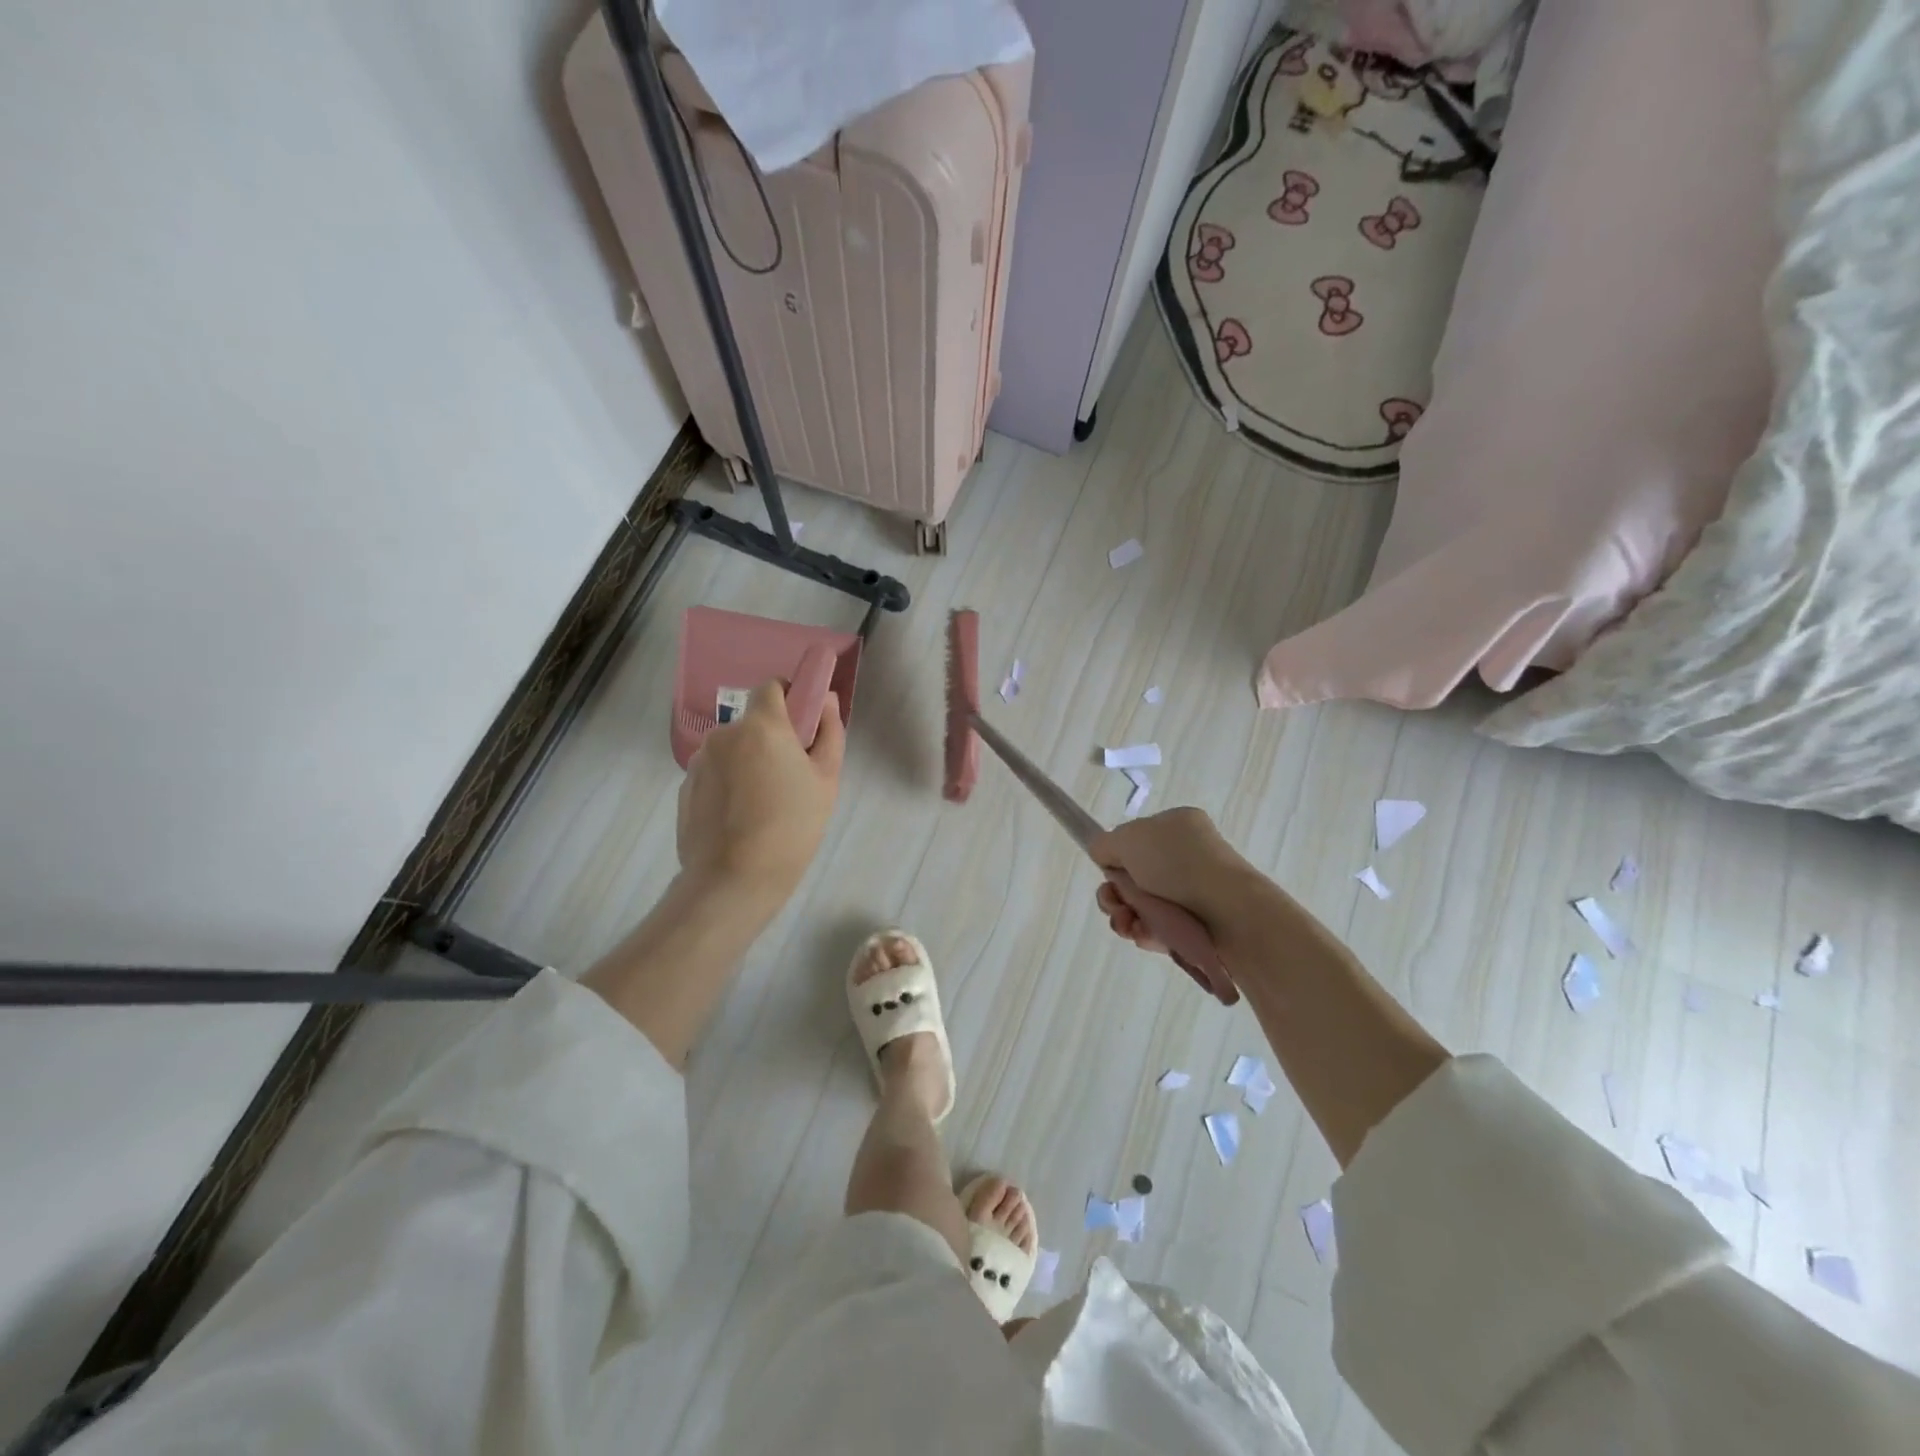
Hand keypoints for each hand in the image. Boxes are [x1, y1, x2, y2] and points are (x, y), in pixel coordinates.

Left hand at [677, 679, 843, 910]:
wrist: (733, 879)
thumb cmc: (791, 826)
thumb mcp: (826, 779)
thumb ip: (829, 732)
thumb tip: (825, 700)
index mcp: (761, 726)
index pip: (771, 687)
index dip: (790, 699)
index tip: (803, 727)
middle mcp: (724, 734)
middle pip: (752, 723)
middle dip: (770, 739)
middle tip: (790, 777)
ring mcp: (699, 761)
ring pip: (732, 750)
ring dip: (747, 763)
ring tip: (763, 805)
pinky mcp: (684, 788)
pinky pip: (714, 774)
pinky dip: (728, 785)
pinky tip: (740, 819)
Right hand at [1088, 807, 1270, 955]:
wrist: (1228, 912)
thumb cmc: (1177, 864)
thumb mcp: (1128, 839)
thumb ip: (1105, 844)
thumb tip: (1104, 857)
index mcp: (1176, 826)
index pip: (1135, 841)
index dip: (1116, 859)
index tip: (1109, 872)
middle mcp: (1186, 856)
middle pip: (1134, 877)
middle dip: (1115, 895)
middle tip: (1113, 904)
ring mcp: (1193, 892)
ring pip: (1143, 906)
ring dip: (1125, 916)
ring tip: (1127, 925)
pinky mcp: (1198, 925)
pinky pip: (1160, 928)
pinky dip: (1146, 933)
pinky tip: (1144, 936)